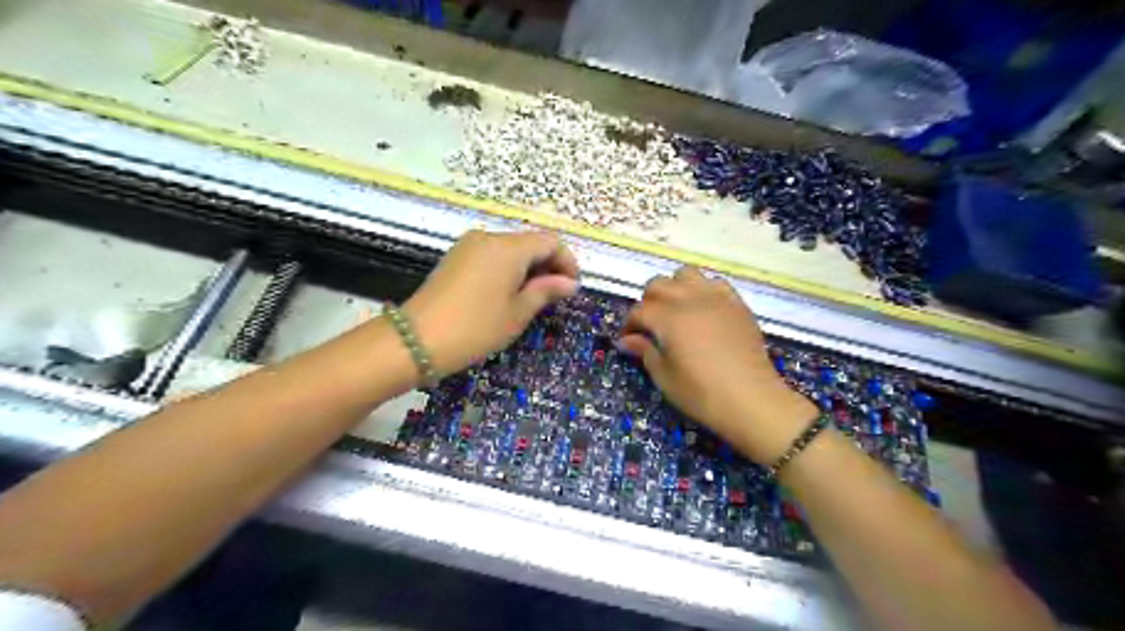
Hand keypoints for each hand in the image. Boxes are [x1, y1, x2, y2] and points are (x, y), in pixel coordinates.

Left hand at [405, 233, 579, 376]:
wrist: (417, 340)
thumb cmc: (475, 328)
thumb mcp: (517, 313)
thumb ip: (545, 291)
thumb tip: (569, 283)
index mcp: (508, 248)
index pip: (550, 242)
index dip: (567, 262)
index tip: (571, 289)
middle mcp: (489, 237)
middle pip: (530, 242)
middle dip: (547, 266)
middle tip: (554, 297)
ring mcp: (469, 245)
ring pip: (511, 249)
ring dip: (528, 268)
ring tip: (531, 299)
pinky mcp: (456, 257)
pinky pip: (492, 255)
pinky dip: (507, 269)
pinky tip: (507, 294)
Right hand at [615, 266, 818, 463]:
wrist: (751, 399)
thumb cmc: (701, 393)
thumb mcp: (665, 377)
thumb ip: (645, 351)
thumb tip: (628, 340)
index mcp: (667, 318)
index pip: (639, 311)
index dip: (629, 325)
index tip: (628, 340)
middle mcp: (689, 299)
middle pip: (658, 285)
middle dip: (648, 302)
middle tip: (650, 326)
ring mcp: (716, 298)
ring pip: (686, 274)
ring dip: (675, 288)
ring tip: (676, 311)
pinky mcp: (736, 304)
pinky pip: (715, 283)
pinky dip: (703, 290)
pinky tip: (704, 310)